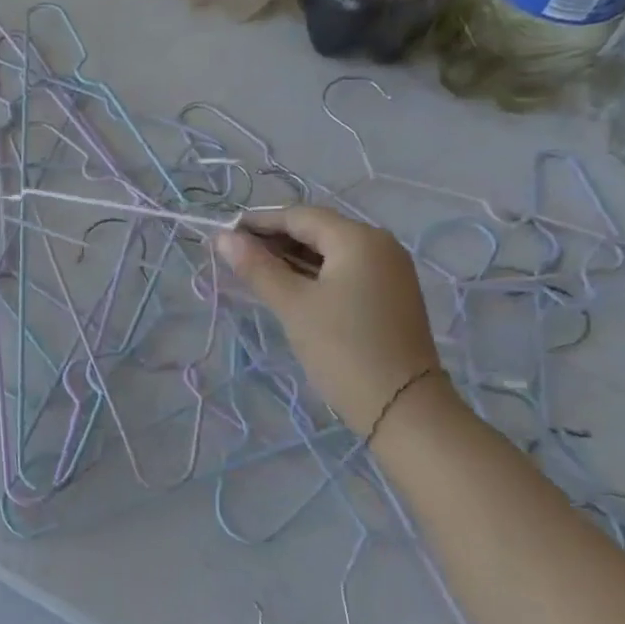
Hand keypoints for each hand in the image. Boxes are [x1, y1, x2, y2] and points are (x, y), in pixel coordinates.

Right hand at [215, 206, 445, 435]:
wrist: (402, 407)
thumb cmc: (343, 348)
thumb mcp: (293, 305)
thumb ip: (256, 267)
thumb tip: (222, 238)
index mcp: (358, 239)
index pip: (299, 216)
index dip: (259, 222)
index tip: (223, 235)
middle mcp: (379, 245)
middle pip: (317, 230)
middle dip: (274, 239)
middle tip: (234, 255)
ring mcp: (388, 271)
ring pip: (330, 252)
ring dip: (291, 257)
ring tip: (253, 271)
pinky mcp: (389, 295)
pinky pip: (343, 271)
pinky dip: (312, 273)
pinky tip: (287, 286)